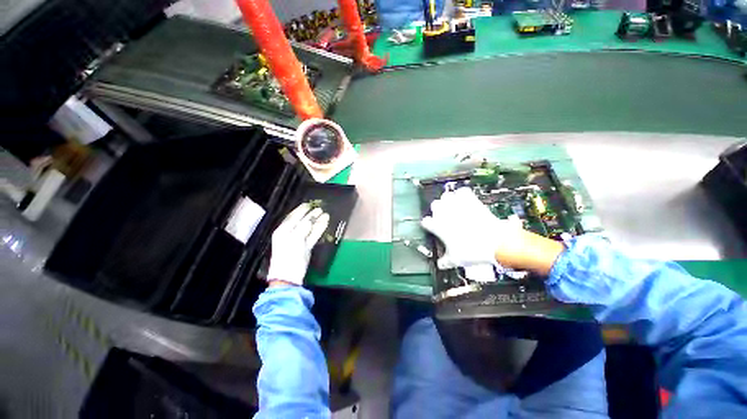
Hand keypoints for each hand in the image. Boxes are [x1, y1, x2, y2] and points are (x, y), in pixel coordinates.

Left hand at [267, 203, 329, 285]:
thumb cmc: (288, 255)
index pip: (293, 216)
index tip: (309, 204)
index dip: (301, 210)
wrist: (289, 276)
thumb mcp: (294, 239)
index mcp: (283, 230)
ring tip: (325, 214)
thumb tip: (310, 220)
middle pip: (302, 221)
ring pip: (309, 228)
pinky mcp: (306, 247)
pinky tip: (325, 223)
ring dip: (317, 221)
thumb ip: (303, 228)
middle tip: (320, 208)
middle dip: (311, 215)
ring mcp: (299, 240)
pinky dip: (319, 229)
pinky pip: (313, 235)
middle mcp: (290, 233)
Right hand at [420, 187, 563, 274]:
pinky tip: (464, 199)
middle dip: (437, 209)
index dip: (428, 224)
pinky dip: (462, 194)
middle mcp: (445, 213)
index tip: (432, 227)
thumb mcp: (456, 260)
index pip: (426, 222)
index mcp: (438, 226)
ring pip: (446, 196)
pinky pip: (462, 191)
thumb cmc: (472, 251)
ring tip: (453, 206)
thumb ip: (444, 262)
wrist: (496, 243)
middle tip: (444, 216)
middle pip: (434, 205)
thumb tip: (440, 265)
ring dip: (448, 200)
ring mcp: (458, 205)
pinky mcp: (471, 200)